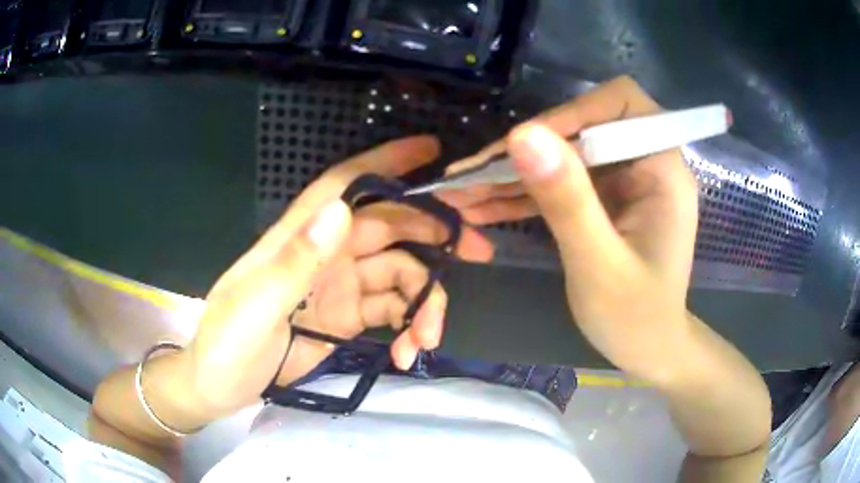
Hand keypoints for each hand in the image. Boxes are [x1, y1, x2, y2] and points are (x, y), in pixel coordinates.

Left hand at [185, 136, 492, 416]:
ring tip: (428, 341)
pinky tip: (409, 354)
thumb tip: (341, 210)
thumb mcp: (254, 308)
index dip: (388, 162)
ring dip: (424, 303)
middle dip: (436, 235)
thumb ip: (295, 262)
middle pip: (391, 227)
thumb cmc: (226, 344)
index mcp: (300, 237)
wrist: (220, 386)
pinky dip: (410, 328)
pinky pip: (394, 311)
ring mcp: (341, 286)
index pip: (347, 185)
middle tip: (480, 253)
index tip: (433, 151)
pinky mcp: (350, 317)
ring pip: (401, 275)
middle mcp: (327, 252)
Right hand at [440, 77, 699, 382]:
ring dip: (514, 173)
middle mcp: (645, 164)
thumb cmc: (635, 318)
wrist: (647, 350)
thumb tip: (522, 135)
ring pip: (563, 155)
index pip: (621, 104)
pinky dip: (523, 194)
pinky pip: (560, 184)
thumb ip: (566, 199)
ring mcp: (622, 182)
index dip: (572, 112)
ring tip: (461, 193)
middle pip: (582, 127)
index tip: (523, 143)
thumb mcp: (598, 265)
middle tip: (470, 175)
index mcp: (663, 169)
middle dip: (527, 149)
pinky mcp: (604, 200)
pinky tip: (482, 207)